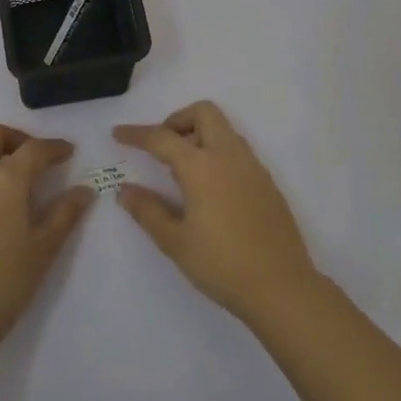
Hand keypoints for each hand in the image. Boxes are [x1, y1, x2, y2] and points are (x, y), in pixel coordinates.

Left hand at [0, 124, 92, 349]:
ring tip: (17, 185)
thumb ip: (65, 213)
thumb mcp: (44, 248)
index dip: (54, 147)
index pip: (33, 149)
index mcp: (5, 180)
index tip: (68, 152)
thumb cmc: (6, 282)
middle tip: (36, 160)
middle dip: (16, 138)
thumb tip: (84, 190)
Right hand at [113, 101, 317, 323]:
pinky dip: (217, 154)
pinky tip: (209, 190)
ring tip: (181, 173)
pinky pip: (237, 151)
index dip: (137, 134)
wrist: (282, 288)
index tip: (118, 133)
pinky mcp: (267, 183)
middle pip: (203, 113)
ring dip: (199, 136)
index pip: (162, 137)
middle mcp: (229, 156)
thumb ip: (147, 211)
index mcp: (202, 166)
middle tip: (161, 148)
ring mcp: (253, 167)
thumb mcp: (175, 241)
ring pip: (223, 130)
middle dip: (177, 120)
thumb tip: (125, 190)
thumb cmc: (221, 264)